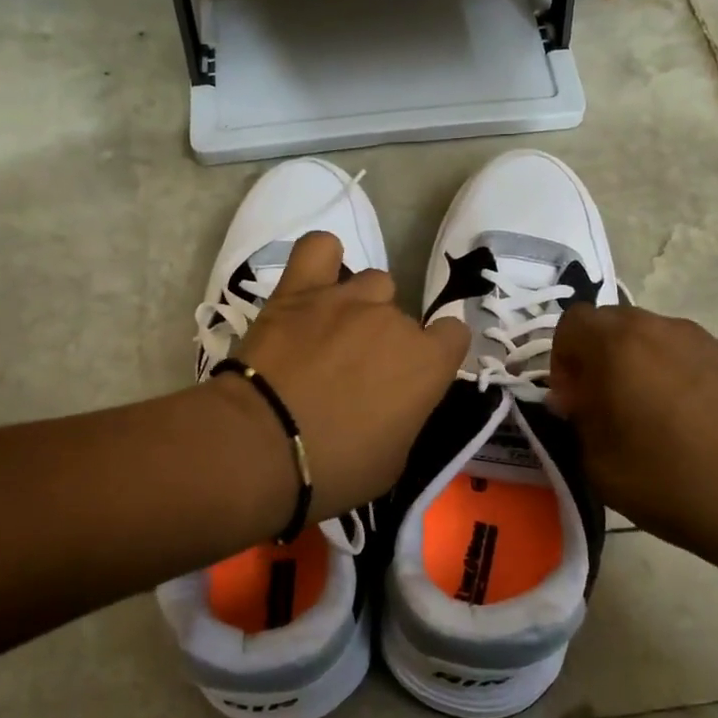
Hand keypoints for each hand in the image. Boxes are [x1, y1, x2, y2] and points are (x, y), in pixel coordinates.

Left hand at [222, 232, 468, 522]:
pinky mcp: (299, 290)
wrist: (262, 447)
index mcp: (427, 363)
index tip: (413, 378)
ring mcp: (346, 298)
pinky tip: (317, 281)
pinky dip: (323, 259)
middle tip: (356, 376)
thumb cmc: (335, 469)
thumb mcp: (393, 462)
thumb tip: (398, 402)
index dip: (436, 355)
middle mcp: (394, 321)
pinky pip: (319, 248)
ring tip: (332, 335)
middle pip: (404, 317)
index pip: (455, 336)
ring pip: (373, 283)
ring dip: (361, 307)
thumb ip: (407, 417)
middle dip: (388, 343)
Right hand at [548, 304, 717, 577]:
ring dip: (633, 367)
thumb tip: (581, 402)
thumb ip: (577, 422)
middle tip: (602, 410)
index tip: (574, 404)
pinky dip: (670, 376)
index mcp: (618, 345)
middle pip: (609, 325)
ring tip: (646, 420)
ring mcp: (703, 340)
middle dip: (595, 360)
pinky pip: (683, 355)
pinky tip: (686, 425)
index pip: (570, 324)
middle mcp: (659, 328)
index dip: (561, 361)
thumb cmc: (676, 484)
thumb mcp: (599, 465)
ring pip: (648, 338)